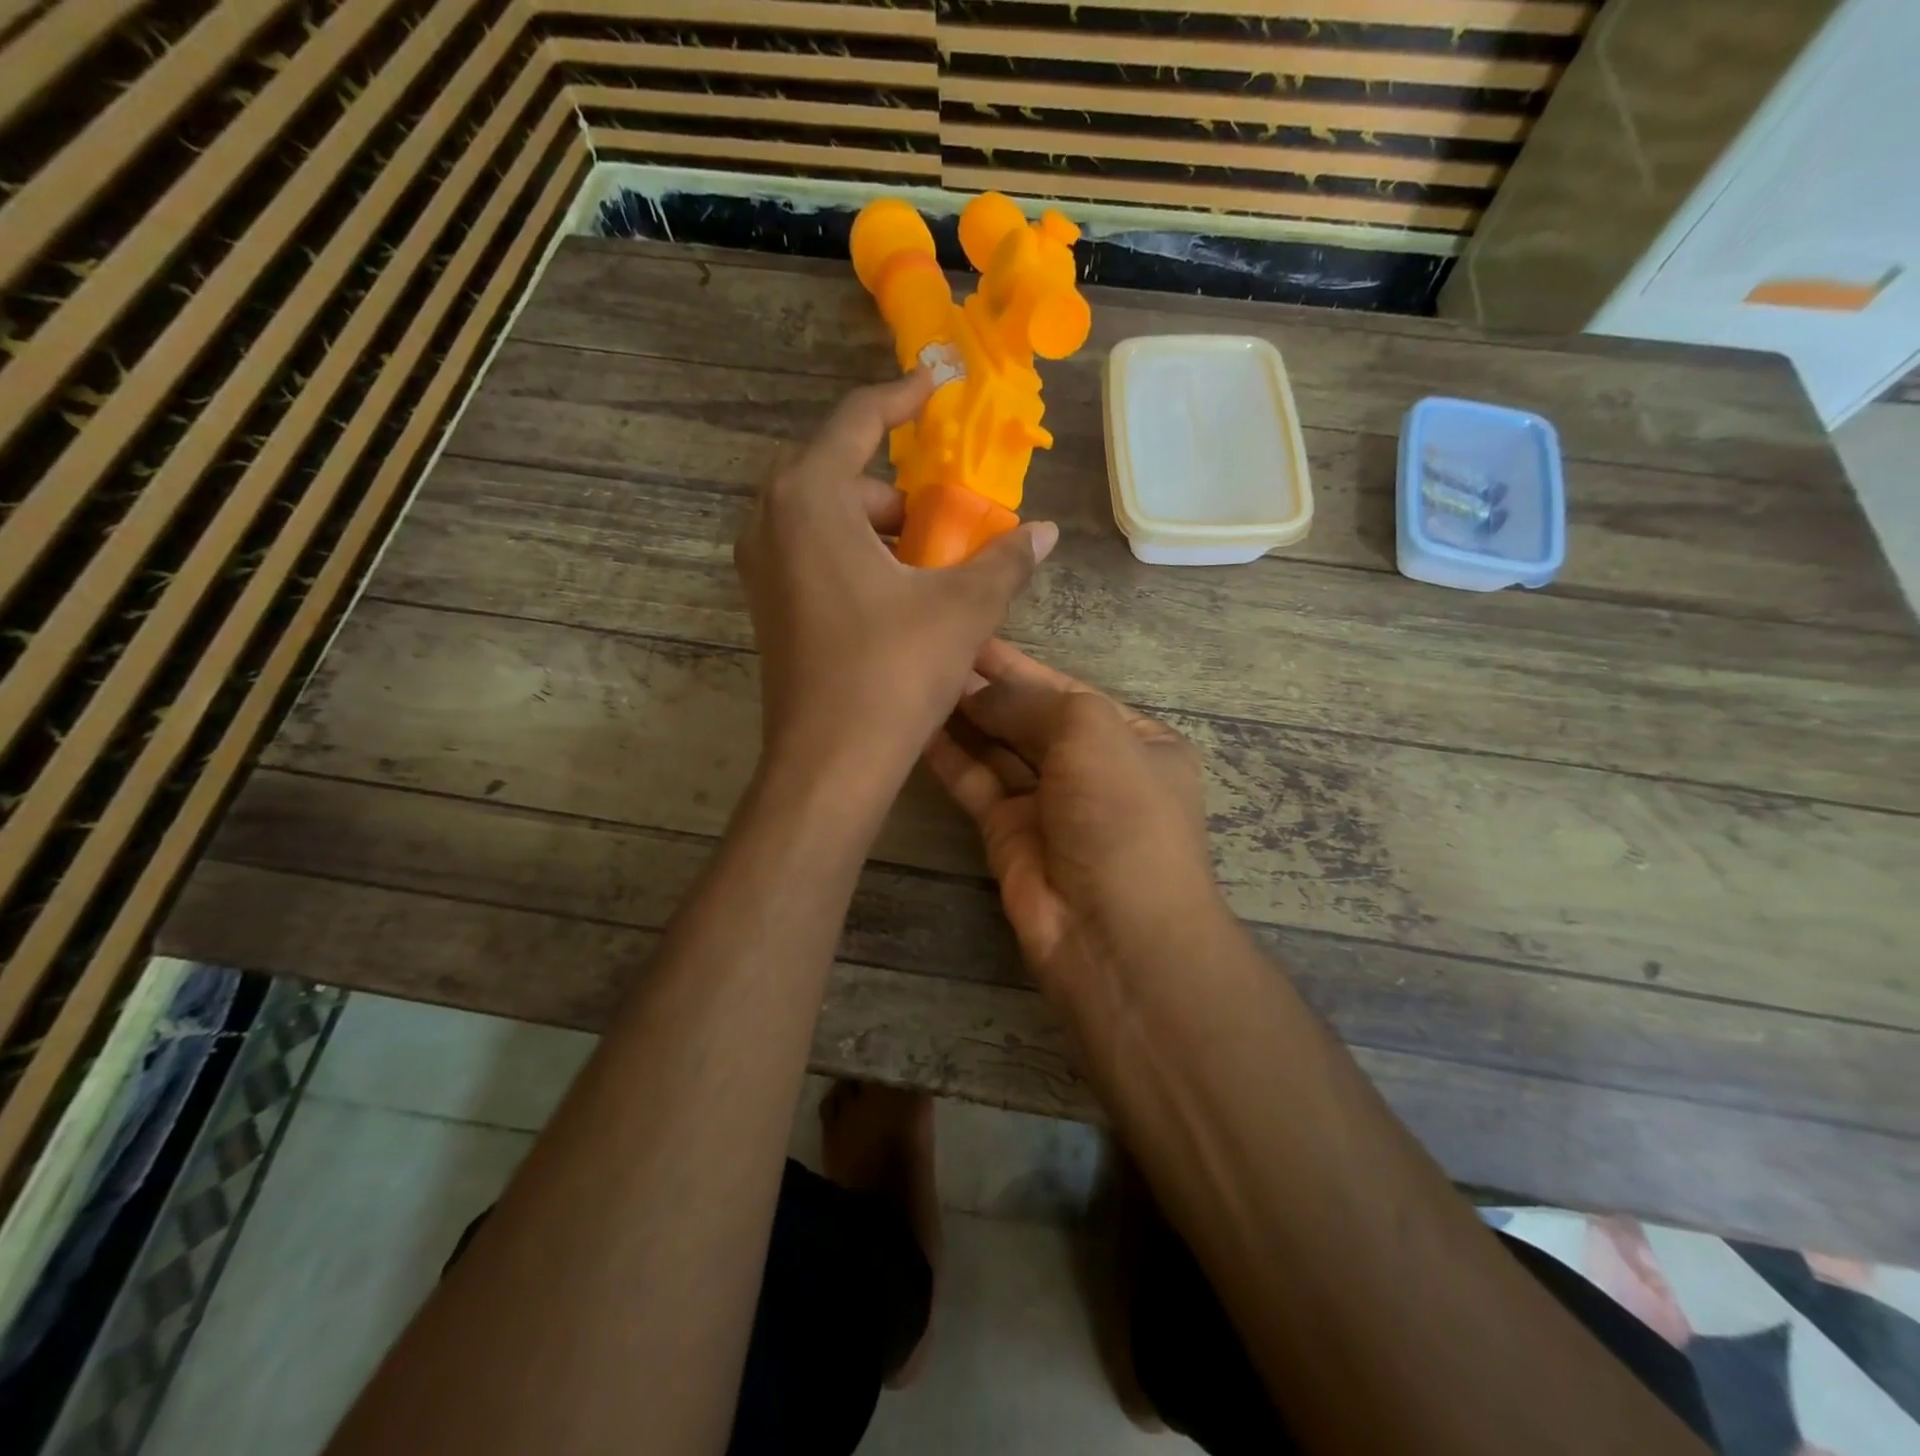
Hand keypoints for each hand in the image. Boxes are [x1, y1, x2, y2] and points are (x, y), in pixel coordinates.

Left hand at [734, 372, 1058, 792]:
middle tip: (940, 517)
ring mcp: (760, 567)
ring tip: (927, 565)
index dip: (902, 397)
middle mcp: (771, 520)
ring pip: (823, 518)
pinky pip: (810, 554)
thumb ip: (1006, 561)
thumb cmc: (892, 673)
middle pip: (838, 473)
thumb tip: (1045, 534)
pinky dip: (853, 555)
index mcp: (809, 497)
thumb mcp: (962, 610)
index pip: (857, 420)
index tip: (935, 384)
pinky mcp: (766, 606)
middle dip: (894, 488)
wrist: (828, 764)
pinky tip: (894, 596)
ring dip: (875, 526)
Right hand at [924, 640, 1229, 999]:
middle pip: (1031, 717)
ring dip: (965, 717)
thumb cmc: (1120, 814)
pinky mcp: (1009, 835)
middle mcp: (1092, 769)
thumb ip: (1031, 701)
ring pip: (1000, 749)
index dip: (1021, 664)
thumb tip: (978, 692)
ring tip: (919, 678)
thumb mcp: (1090, 732)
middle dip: (989, 687)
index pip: (1069, 689)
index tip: (972, 635)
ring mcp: (1049, 804)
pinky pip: (977, 784)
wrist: (1113, 933)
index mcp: (1133, 739)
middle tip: (934, 651)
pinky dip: (951, 756)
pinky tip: (918, 725)